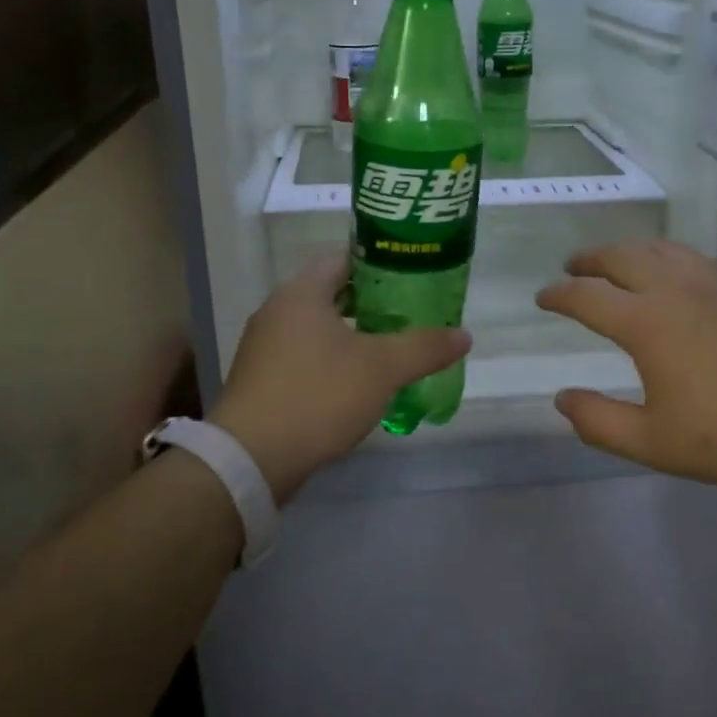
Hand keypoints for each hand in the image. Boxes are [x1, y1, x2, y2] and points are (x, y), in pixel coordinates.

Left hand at [210, 251, 470, 503]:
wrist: (252, 458)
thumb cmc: (318, 395)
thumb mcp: (382, 368)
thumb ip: (424, 347)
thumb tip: (464, 335)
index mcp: (301, 293)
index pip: (344, 258)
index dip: (380, 263)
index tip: (411, 276)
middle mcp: (277, 310)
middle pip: (331, 292)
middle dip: (371, 302)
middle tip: (409, 313)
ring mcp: (264, 346)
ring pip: (317, 327)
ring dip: (351, 333)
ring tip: (389, 347)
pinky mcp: (260, 379)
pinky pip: (303, 356)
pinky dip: (331, 359)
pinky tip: (356, 382)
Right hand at [536, 240, 716, 491]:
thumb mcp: (657, 444)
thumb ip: (600, 422)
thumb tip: (561, 399)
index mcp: (647, 323)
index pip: (587, 296)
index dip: (559, 294)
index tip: (543, 297)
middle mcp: (676, 287)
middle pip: (621, 257)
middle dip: (590, 259)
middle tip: (574, 267)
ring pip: (662, 249)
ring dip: (629, 251)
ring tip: (618, 261)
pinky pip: (699, 258)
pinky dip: (674, 259)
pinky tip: (682, 275)